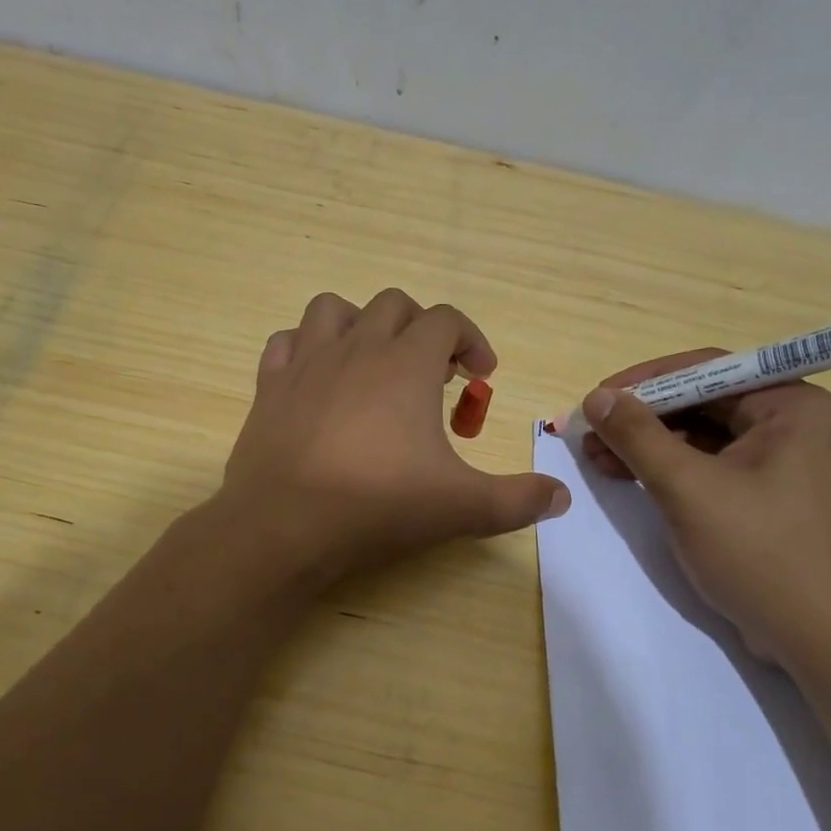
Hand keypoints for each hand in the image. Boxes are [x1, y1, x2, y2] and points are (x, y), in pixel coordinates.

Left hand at [221, 290, 569, 580]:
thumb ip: (518, 499)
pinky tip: (317, 380)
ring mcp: (306, 362)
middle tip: (434, 375)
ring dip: (360, 324)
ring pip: (333, 309)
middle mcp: (357, 348)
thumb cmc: (378, 506)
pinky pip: (285, 342)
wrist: (284, 525)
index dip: (471, 340)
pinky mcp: (269, 386)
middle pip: (394, 305)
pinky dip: (306, 349)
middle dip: (421, 329)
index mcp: (407, 364)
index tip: (481, 375)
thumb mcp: (462, 507)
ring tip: (374, 363)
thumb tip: (562, 498)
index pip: (447, 320)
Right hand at [580, 351, 830, 667]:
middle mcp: (794, 425)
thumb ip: (639, 437)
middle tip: (589, 433)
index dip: (644, 382)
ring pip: (704, 438)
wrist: (821, 640)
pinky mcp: (771, 500)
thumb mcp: (688, 489)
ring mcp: (784, 465)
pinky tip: (628, 477)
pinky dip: (671, 471)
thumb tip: (598, 396)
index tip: (597, 399)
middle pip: (703, 404)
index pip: (707, 370)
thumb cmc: (760, 552)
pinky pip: (713, 468)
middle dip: (642, 418)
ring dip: (649, 446)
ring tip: (597, 457)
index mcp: (791, 406)